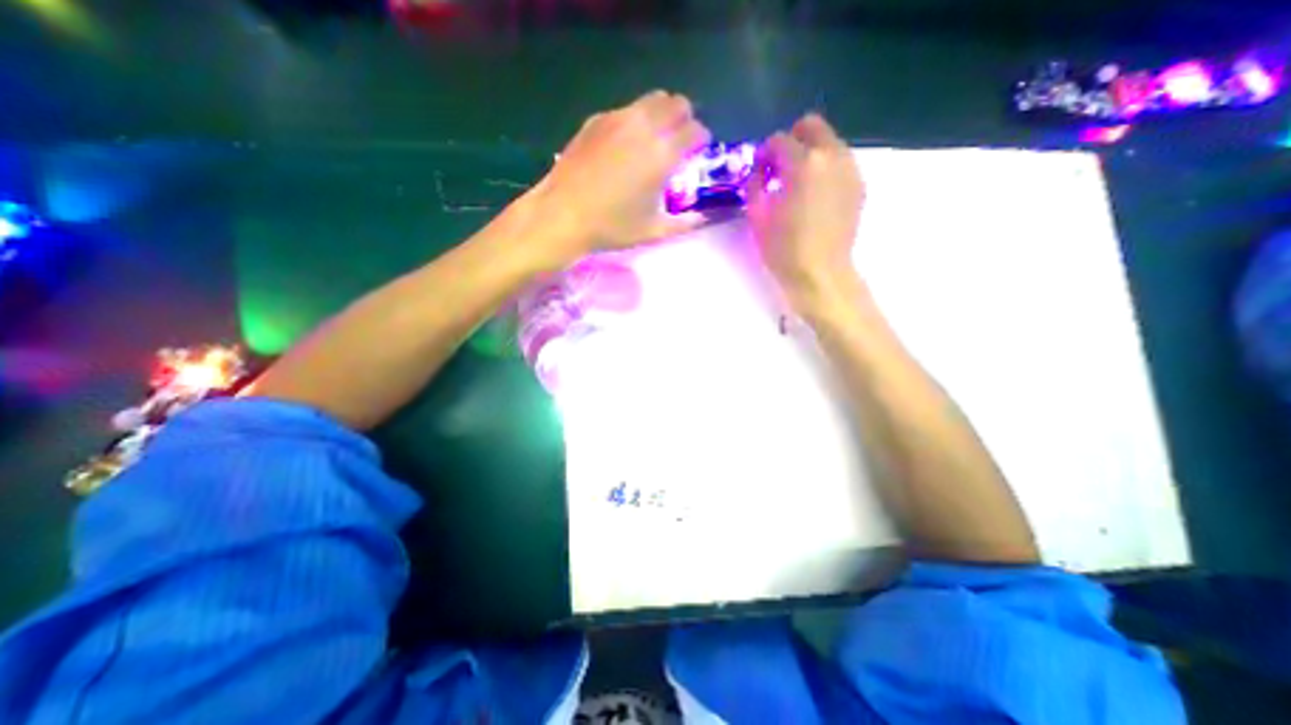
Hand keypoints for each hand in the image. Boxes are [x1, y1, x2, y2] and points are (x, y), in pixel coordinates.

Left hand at [519, 87, 709, 261]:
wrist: (563, 215)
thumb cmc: (611, 226)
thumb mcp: (652, 231)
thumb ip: (683, 223)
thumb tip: (702, 219)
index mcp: (662, 154)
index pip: (695, 130)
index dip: (701, 139)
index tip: (698, 150)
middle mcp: (644, 127)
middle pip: (676, 103)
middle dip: (684, 118)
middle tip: (679, 140)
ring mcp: (617, 119)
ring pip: (651, 100)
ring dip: (661, 114)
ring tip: (654, 139)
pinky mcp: (596, 120)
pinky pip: (625, 110)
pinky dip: (635, 121)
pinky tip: (624, 145)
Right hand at [747, 112, 865, 311]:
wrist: (820, 274)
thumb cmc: (783, 249)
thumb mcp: (757, 216)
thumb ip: (754, 183)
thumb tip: (759, 169)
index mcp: (803, 164)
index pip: (779, 139)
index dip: (764, 154)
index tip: (759, 172)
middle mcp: (832, 156)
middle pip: (811, 126)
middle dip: (791, 141)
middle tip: (779, 169)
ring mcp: (850, 169)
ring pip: (828, 143)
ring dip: (809, 155)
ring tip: (797, 185)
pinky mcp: (859, 185)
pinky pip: (840, 163)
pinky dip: (824, 170)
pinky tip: (815, 196)